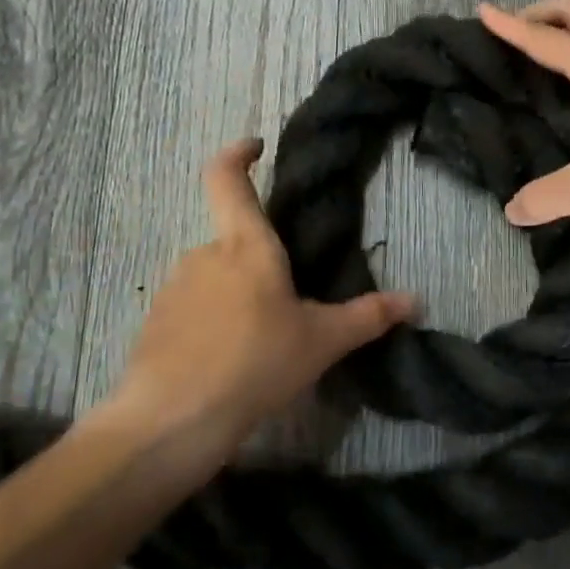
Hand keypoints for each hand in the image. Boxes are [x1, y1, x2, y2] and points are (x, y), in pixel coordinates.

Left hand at [101, 140, 414, 456]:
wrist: (171, 422)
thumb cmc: (255, 363)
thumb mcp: (321, 342)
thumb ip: (367, 318)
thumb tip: (415, 301)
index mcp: (247, 246)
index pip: (227, 178)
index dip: (238, 154)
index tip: (255, 146)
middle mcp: (204, 255)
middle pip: (234, 241)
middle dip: (259, 265)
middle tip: (287, 306)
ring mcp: (174, 288)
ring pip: (213, 279)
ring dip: (235, 297)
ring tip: (260, 343)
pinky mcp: (154, 324)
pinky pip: (191, 310)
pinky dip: (210, 325)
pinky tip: (227, 363)